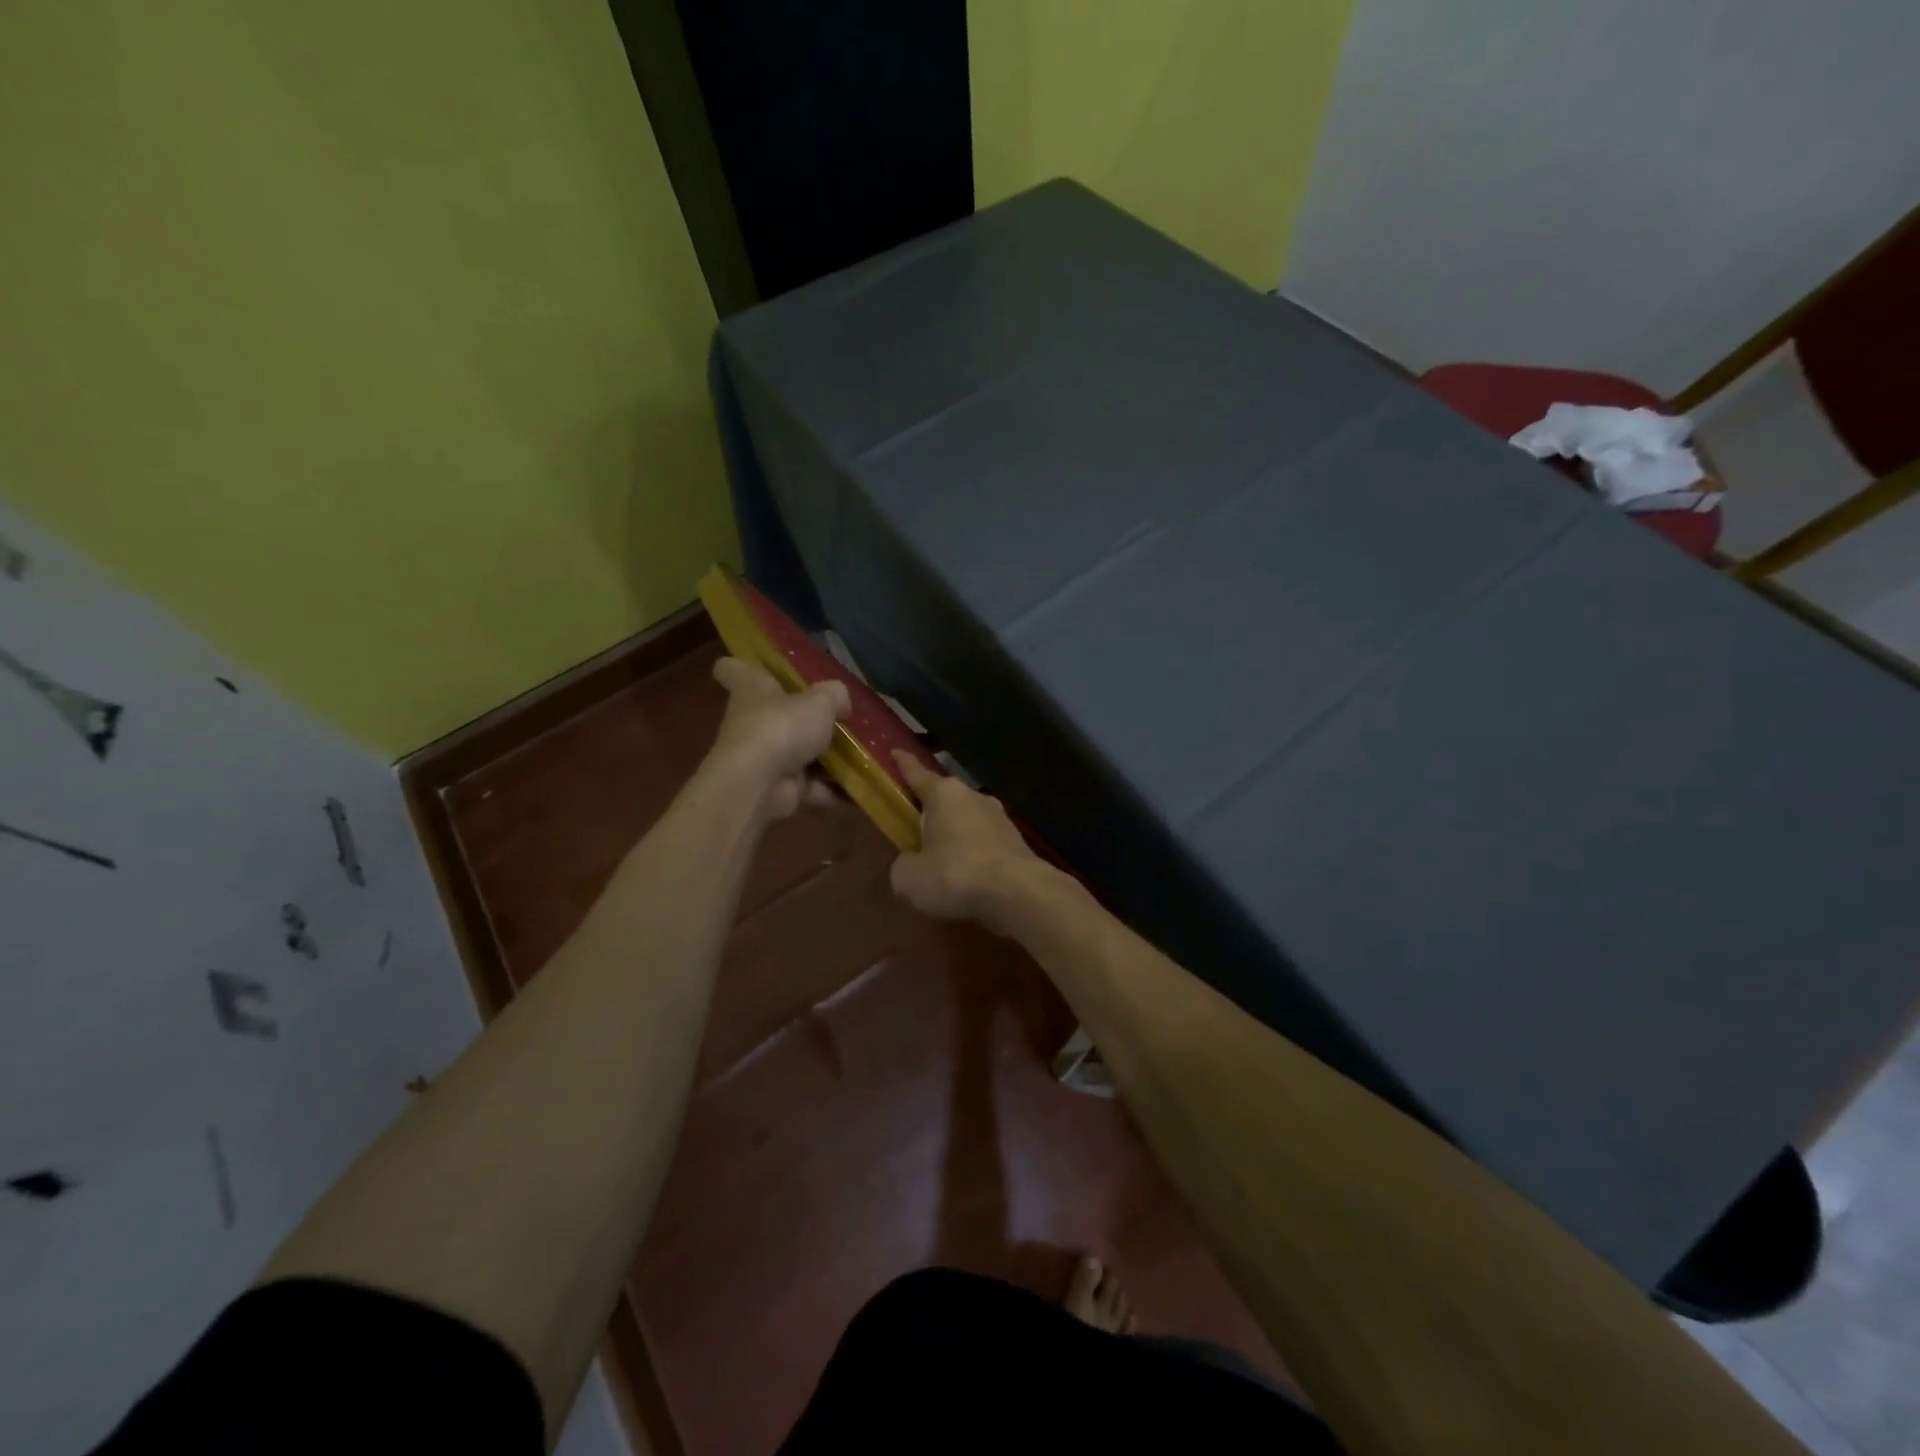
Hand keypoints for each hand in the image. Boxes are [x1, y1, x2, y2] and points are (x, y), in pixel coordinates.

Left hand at [704, 657, 848, 821]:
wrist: (759, 784)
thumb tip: (841, 702)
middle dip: (804, 719)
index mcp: (751, 689)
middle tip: (840, 718)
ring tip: (862, 756)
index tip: (758, 667)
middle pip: (774, 714)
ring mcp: (763, 758)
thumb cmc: (782, 727)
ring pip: (797, 754)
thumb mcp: (820, 700)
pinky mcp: (777, 788)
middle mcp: (752, 721)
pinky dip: (832, 790)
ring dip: (826, 759)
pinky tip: (859, 789)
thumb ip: (835, 696)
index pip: (733, 669)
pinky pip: (810, 787)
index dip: (743, 665)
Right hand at [890, 751, 1043, 927]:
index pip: (916, 773)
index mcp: (944, 794)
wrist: (1018, 892)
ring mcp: (1000, 818)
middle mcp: (973, 797)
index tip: (896, 751)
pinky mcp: (1016, 842)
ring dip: (954, 836)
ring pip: (967, 822)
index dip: (903, 764)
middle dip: (929, 811)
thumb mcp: (909, 877)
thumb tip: (910, 864)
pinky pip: (984, 844)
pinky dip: (973, 857)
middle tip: (913, 829)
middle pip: (944, 799)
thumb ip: (903, 865)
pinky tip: (967, 879)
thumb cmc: (955, 874)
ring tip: (941, 863)